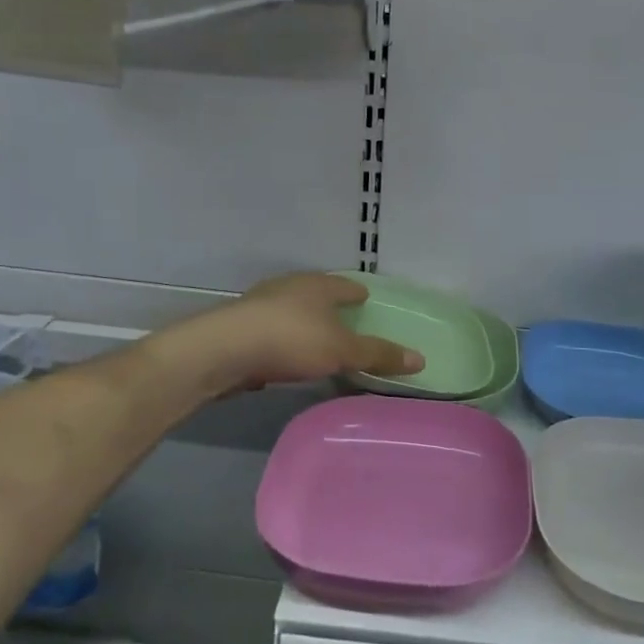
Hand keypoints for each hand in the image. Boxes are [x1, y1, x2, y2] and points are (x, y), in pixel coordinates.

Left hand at [151, 273, 422, 399]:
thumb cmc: (292, 340)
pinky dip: (282, 341)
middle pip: (315, 293)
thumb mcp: (343, 350)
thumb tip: (421, 358)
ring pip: (290, 310)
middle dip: (329, 305)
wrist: (223, 351)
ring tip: (316, 340)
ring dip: (303, 323)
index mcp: (317, 285)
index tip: (365, 299)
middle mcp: (289, 287)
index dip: (357, 293)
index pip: (344, 285)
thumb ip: (378, 354)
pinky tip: (285, 357)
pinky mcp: (239, 328)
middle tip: (344, 319)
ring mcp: (260, 305)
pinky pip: (271, 331)